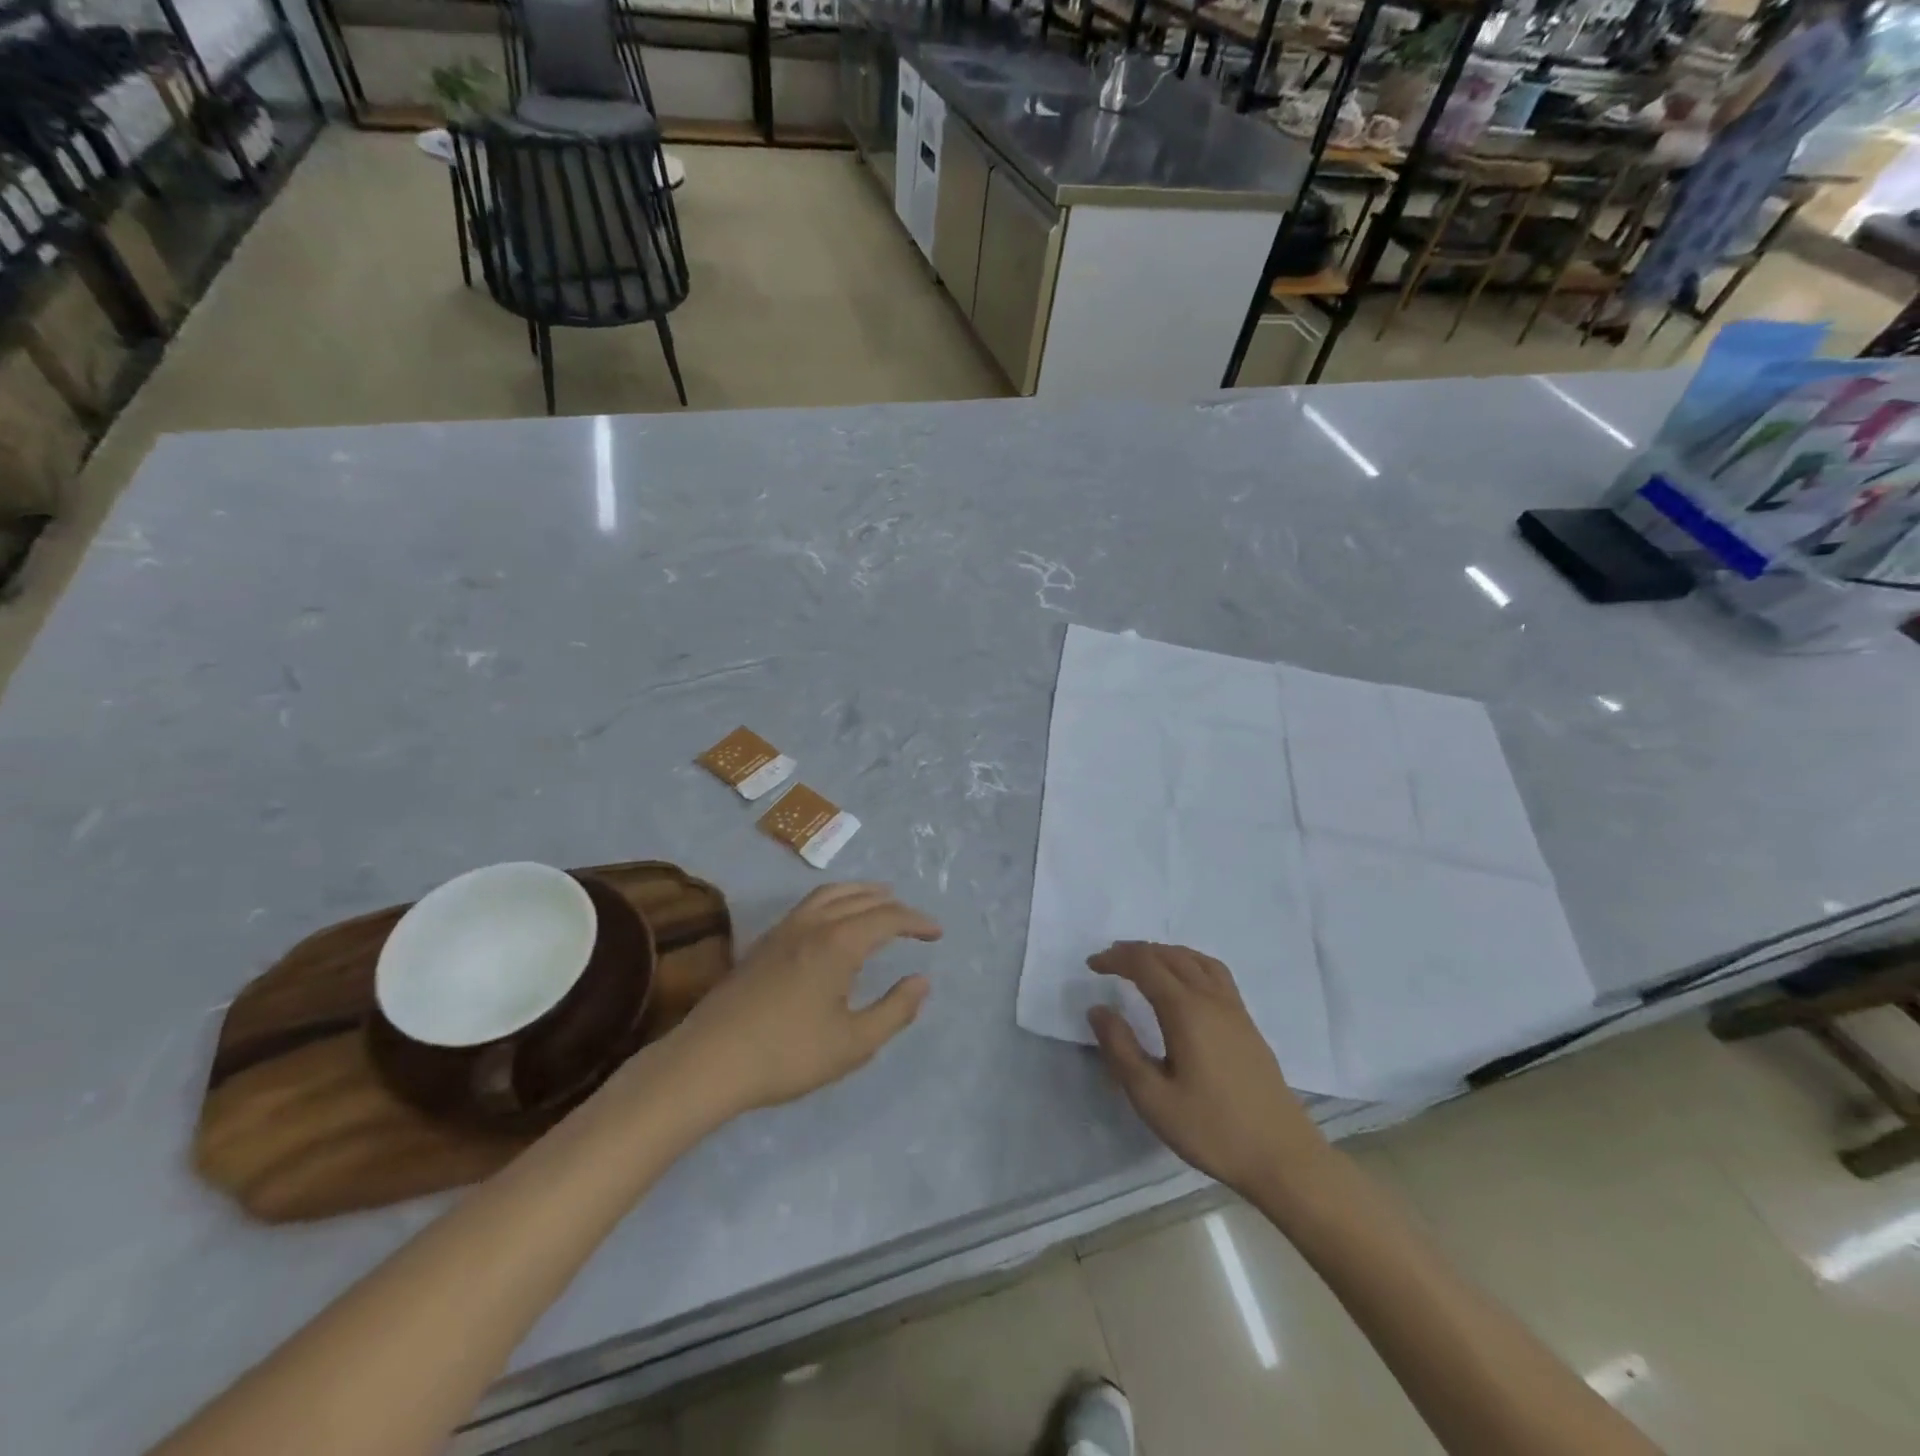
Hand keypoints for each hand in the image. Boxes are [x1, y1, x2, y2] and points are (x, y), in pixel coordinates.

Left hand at [668, 883, 940, 1115]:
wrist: (709, 1061)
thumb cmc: (787, 1054)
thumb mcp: (853, 1043)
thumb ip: (894, 1010)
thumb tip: (922, 981)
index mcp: (839, 943)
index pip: (887, 918)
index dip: (916, 922)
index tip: (936, 933)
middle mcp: (813, 924)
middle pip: (860, 899)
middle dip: (892, 904)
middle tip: (914, 919)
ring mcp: (784, 930)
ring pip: (830, 894)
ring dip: (861, 893)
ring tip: (879, 899)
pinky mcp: (764, 943)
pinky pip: (809, 904)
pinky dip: (835, 900)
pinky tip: (833, 920)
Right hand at [1086, 942, 1330, 1201]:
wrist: (1283, 1157)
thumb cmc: (1212, 1130)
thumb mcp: (1153, 1098)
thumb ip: (1121, 1050)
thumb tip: (1098, 1009)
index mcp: (1186, 1011)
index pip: (1145, 965)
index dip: (1116, 958)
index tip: (1092, 966)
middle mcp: (1211, 999)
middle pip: (1170, 955)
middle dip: (1136, 951)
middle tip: (1109, 961)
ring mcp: (1234, 1009)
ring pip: (1196, 959)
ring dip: (1164, 953)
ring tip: (1143, 964)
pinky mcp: (1247, 1024)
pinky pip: (1215, 973)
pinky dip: (1190, 962)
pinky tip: (1185, 983)